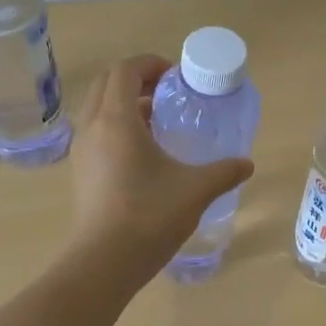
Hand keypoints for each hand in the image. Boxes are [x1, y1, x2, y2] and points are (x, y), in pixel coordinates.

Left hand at [67, 54, 254, 275]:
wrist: (104, 262)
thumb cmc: (149, 216)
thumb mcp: (196, 190)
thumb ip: (224, 172)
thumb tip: (247, 164)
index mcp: (116, 119)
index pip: (125, 70)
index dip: (150, 64)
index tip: (176, 77)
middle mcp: (92, 126)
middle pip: (107, 83)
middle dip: (136, 79)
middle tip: (167, 94)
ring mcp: (81, 150)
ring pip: (98, 108)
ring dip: (124, 104)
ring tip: (157, 122)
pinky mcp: (79, 171)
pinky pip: (95, 132)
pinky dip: (115, 127)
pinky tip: (143, 154)